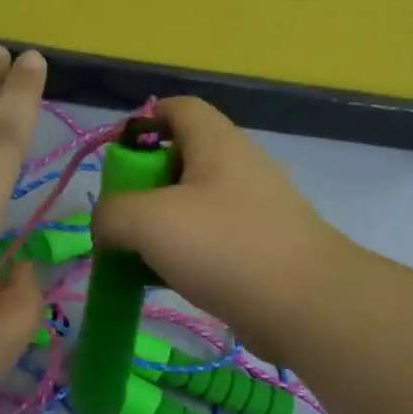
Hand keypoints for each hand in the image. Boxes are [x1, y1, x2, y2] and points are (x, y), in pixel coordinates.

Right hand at [90, 97, 356, 364]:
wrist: (306, 306)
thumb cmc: (224, 247)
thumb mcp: (148, 222)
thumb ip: (112, 214)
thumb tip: (106, 224)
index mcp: (216, 143)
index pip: (177, 108)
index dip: (142, 123)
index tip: (117, 162)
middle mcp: (240, 166)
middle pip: (182, 158)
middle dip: (145, 185)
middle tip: (123, 218)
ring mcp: (256, 208)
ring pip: (195, 204)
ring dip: (163, 225)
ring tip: (139, 254)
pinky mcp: (263, 247)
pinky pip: (213, 239)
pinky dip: (187, 253)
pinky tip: (170, 279)